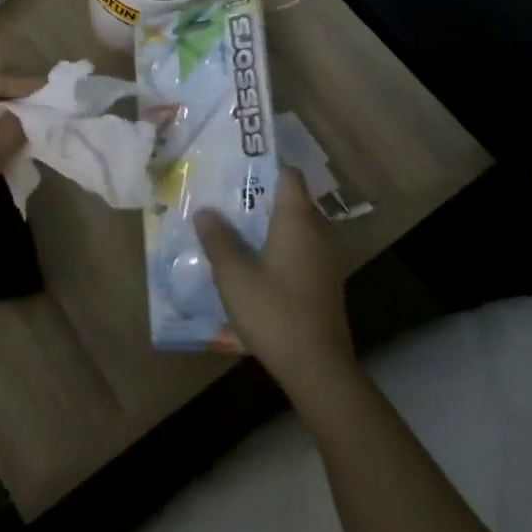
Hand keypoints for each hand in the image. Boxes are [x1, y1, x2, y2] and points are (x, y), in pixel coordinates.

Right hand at [194, 170, 356, 404]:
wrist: (317, 368)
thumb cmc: (273, 311)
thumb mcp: (233, 274)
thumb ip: (218, 238)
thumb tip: (206, 211)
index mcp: (298, 221)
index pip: (288, 176)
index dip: (264, 165)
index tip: (236, 163)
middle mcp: (317, 233)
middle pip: (291, 200)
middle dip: (260, 194)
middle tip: (225, 194)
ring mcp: (325, 260)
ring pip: (295, 227)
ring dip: (268, 223)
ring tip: (232, 225)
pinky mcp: (323, 283)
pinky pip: (299, 249)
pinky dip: (277, 245)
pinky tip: (252, 260)